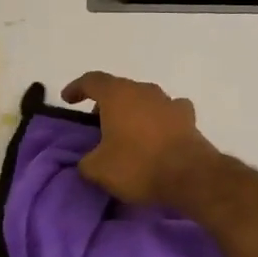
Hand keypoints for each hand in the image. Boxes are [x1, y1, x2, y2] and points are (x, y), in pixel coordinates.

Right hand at [60, 72, 221, 205]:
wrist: (189, 175)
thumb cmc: (137, 165)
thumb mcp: (98, 169)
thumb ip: (86, 161)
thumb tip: (88, 161)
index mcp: (117, 95)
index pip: (91, 81)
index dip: (76, 88)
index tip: (67, 99)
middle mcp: (143, 90)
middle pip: (119, 89)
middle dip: (106, 103)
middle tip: (97, 122)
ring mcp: (168, 101)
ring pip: (144, 99)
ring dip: (132, 111)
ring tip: (126, 131)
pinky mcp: (188, 117)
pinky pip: (167, 112)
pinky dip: (158, 120)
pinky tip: (157, 134)